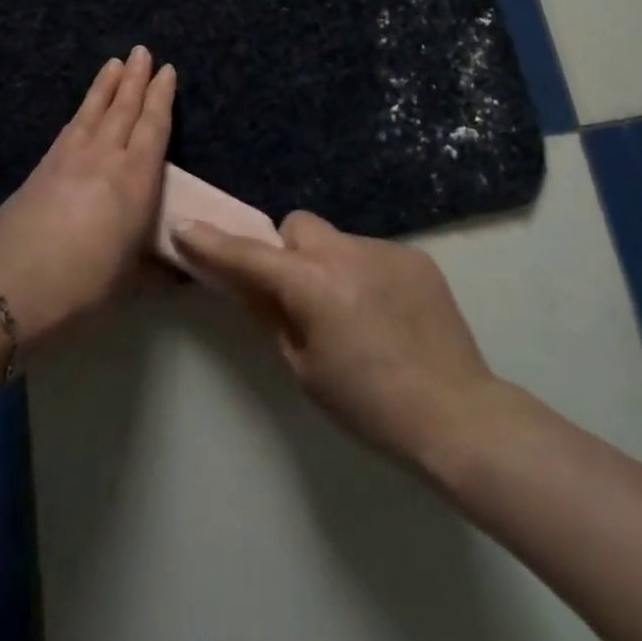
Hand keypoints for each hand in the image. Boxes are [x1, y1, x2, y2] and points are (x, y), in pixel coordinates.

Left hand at [0, 47, 174, 349]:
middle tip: (141, 51)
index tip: (166, 70)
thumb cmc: (88, 286)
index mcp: (136, 180)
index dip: (161, 97)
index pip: (154, 127)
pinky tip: (81, 110)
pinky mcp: (41, 169)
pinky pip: (67, 131)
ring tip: (114, 63)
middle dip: (135, 79)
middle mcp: (105, 159)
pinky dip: (80, 114)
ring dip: (106, 86)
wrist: (18, 289)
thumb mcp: (134, 279)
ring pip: (92, 112)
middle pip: (123, 109)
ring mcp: (69, 159)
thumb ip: (158, 269)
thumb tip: (184, 276)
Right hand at [173, 212, 500, 467]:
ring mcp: (385, 249)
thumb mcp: (305, 368)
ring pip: (337, 241)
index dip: (214, 243)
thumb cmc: (368, 404)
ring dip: (330, 264)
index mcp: (313, 283)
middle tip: (300, 296)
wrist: (455, 413)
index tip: (186, 228)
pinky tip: (385, 315)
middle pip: (298, 227)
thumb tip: (245, 283)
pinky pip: (371, 253)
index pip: (249, 255)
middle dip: (288, 252)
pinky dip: (364, 273)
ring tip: (354, 314)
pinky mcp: (415, 256)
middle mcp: (347, 251)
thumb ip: (271, 315)